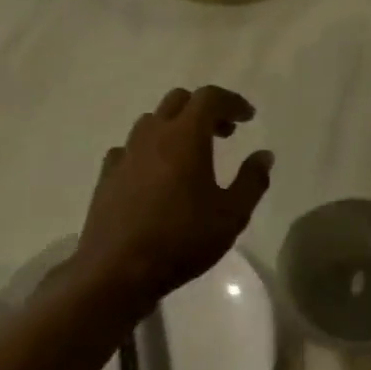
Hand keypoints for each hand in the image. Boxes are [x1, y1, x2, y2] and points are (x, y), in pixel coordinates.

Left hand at [70, 85, 273, 312]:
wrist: (117, 271)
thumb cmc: (182, 240)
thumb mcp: (231, 215)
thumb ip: (252, 181)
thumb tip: (263, 156)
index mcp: (185, 137)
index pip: (209, 98)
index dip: (232, 101)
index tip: (248, 117)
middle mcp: (152, 136)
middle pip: (178, 101)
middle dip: (204, 110)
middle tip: (224, 133)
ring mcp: (125, 154)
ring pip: (151, 121)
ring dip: (175, 127)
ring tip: (191, 153)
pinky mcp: (106, 176)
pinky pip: (130, 148)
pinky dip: (149, 150)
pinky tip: (155, 174)